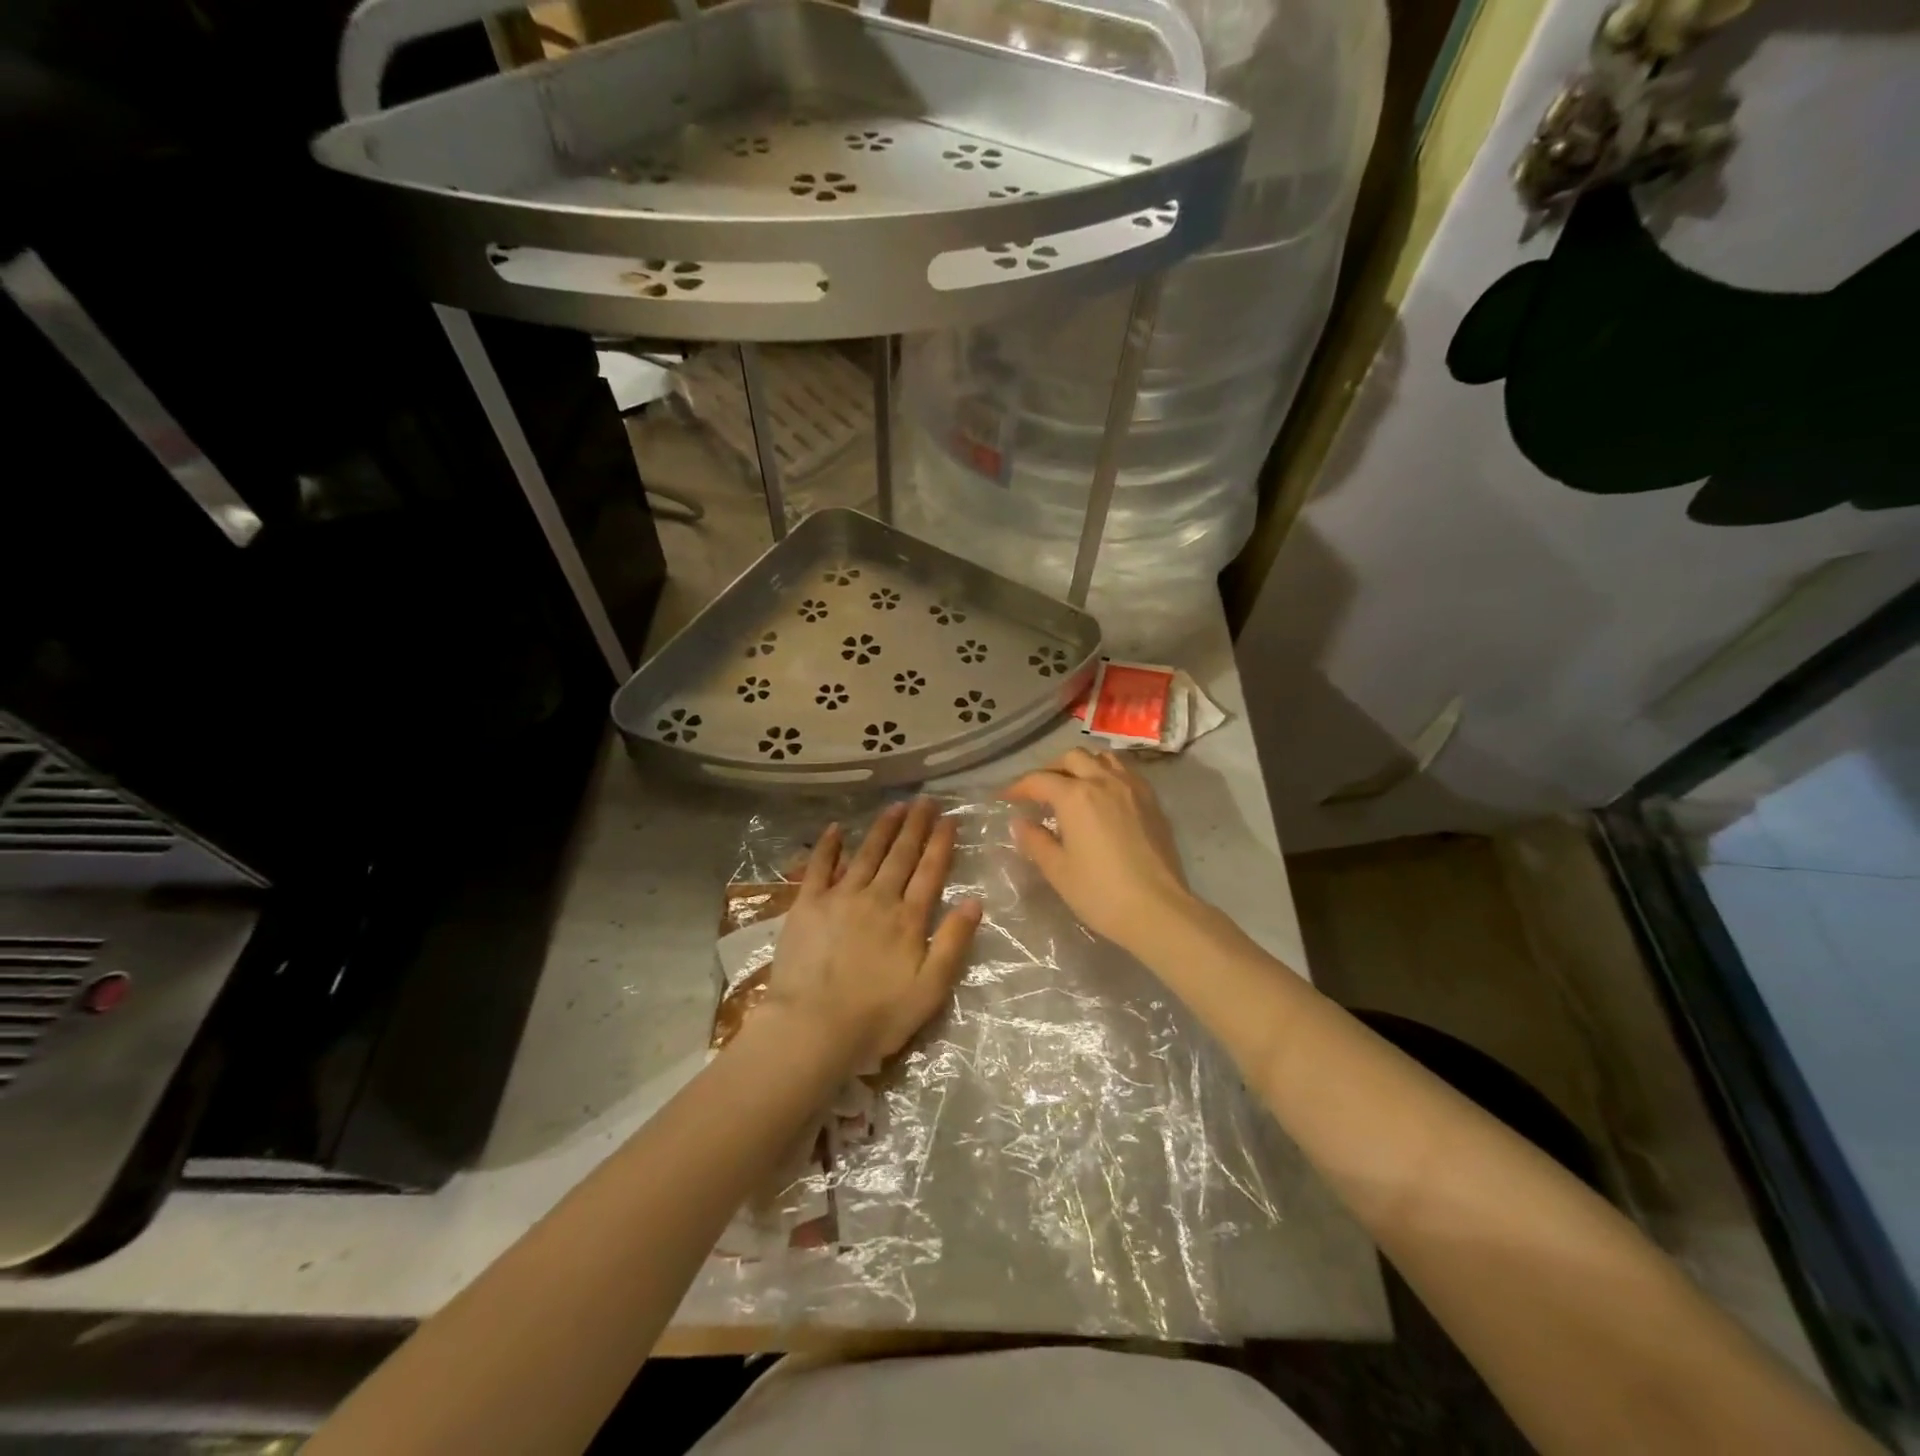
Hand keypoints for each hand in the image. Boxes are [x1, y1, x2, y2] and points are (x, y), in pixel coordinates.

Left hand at [762, 798, 981, 1069]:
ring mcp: (840, 897)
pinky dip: (829, 846)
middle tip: (925, 800)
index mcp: (908, 918)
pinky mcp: (808, 904)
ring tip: (895, 807)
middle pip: (901, 855)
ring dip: (883, 828)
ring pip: (867, 853)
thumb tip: (974, 901)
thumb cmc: (877, 1016)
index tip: (949, 819)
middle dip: (915, 826)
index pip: (930, 871)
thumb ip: (954, 943)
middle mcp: (878, 898)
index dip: (941, 843)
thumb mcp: (930, 989)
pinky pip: (819, 866)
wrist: (813, 1026)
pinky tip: (837, 828)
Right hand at [1006, 749, 1196, 954]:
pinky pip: (1126, 772)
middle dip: (1051, 769)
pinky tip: (1104, 797)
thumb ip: (1035, 841)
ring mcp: (1133, 788)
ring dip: (1083, 765)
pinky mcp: (1153, 801)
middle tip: (1039, 791)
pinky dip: (1108, 774)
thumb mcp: (1058, 870)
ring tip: (1073, 787)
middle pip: (1072, 758)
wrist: (1158, 909)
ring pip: (1103, 758)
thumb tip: (1020, 822)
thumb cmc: (1100, 892)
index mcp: (1075, 796)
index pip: (1039, 780)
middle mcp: (1104, 781)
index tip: (1006, 798)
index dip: (1018, 787)